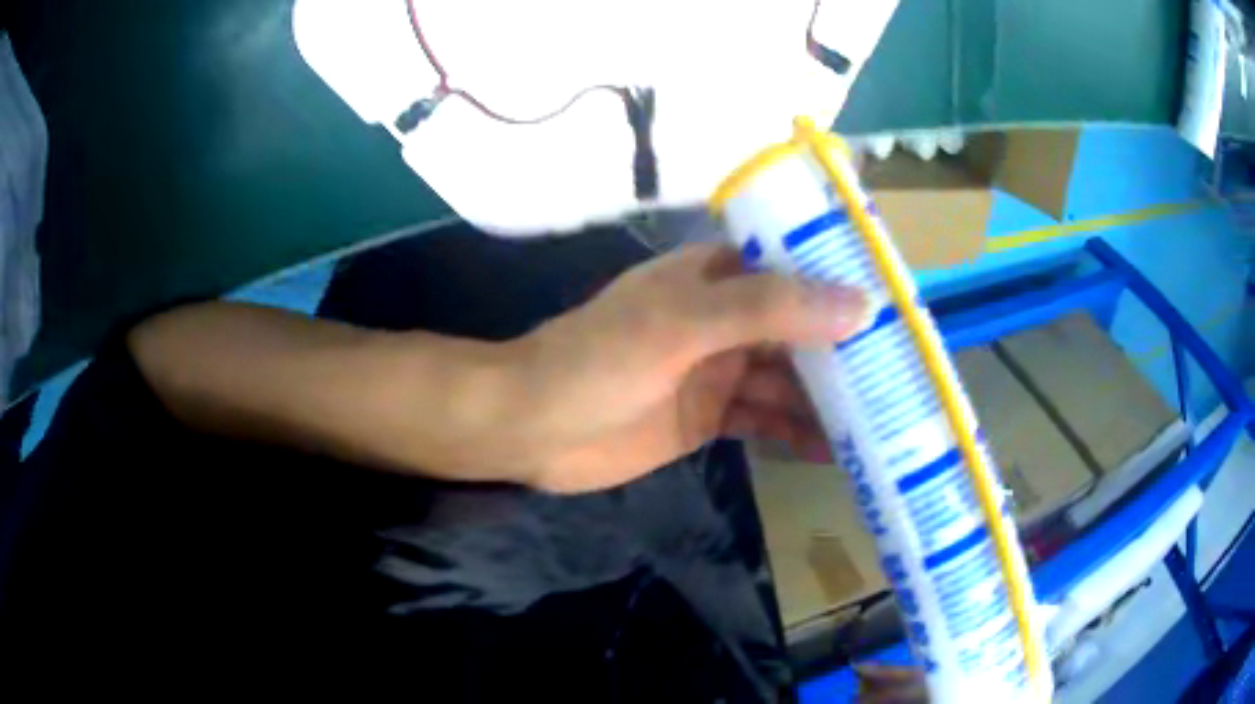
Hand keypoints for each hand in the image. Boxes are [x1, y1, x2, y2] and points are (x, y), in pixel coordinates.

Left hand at [506, 243, 868, 492]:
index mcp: (717, 277)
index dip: (846, 284)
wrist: (532, 427)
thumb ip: (769, 310)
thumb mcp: (684, 323)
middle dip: (846, 351)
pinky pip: (765, 420)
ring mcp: (718, 370)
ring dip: (829, 398)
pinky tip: (836, 451)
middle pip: (799, 329)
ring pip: (788, 380)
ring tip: (884, 419)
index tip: (900, 308)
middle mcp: (725, 318)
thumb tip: (859, 304)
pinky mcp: (709, 417)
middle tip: (904, 376)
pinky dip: (798, 432)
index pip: (797, 269)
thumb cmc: (599, 361)